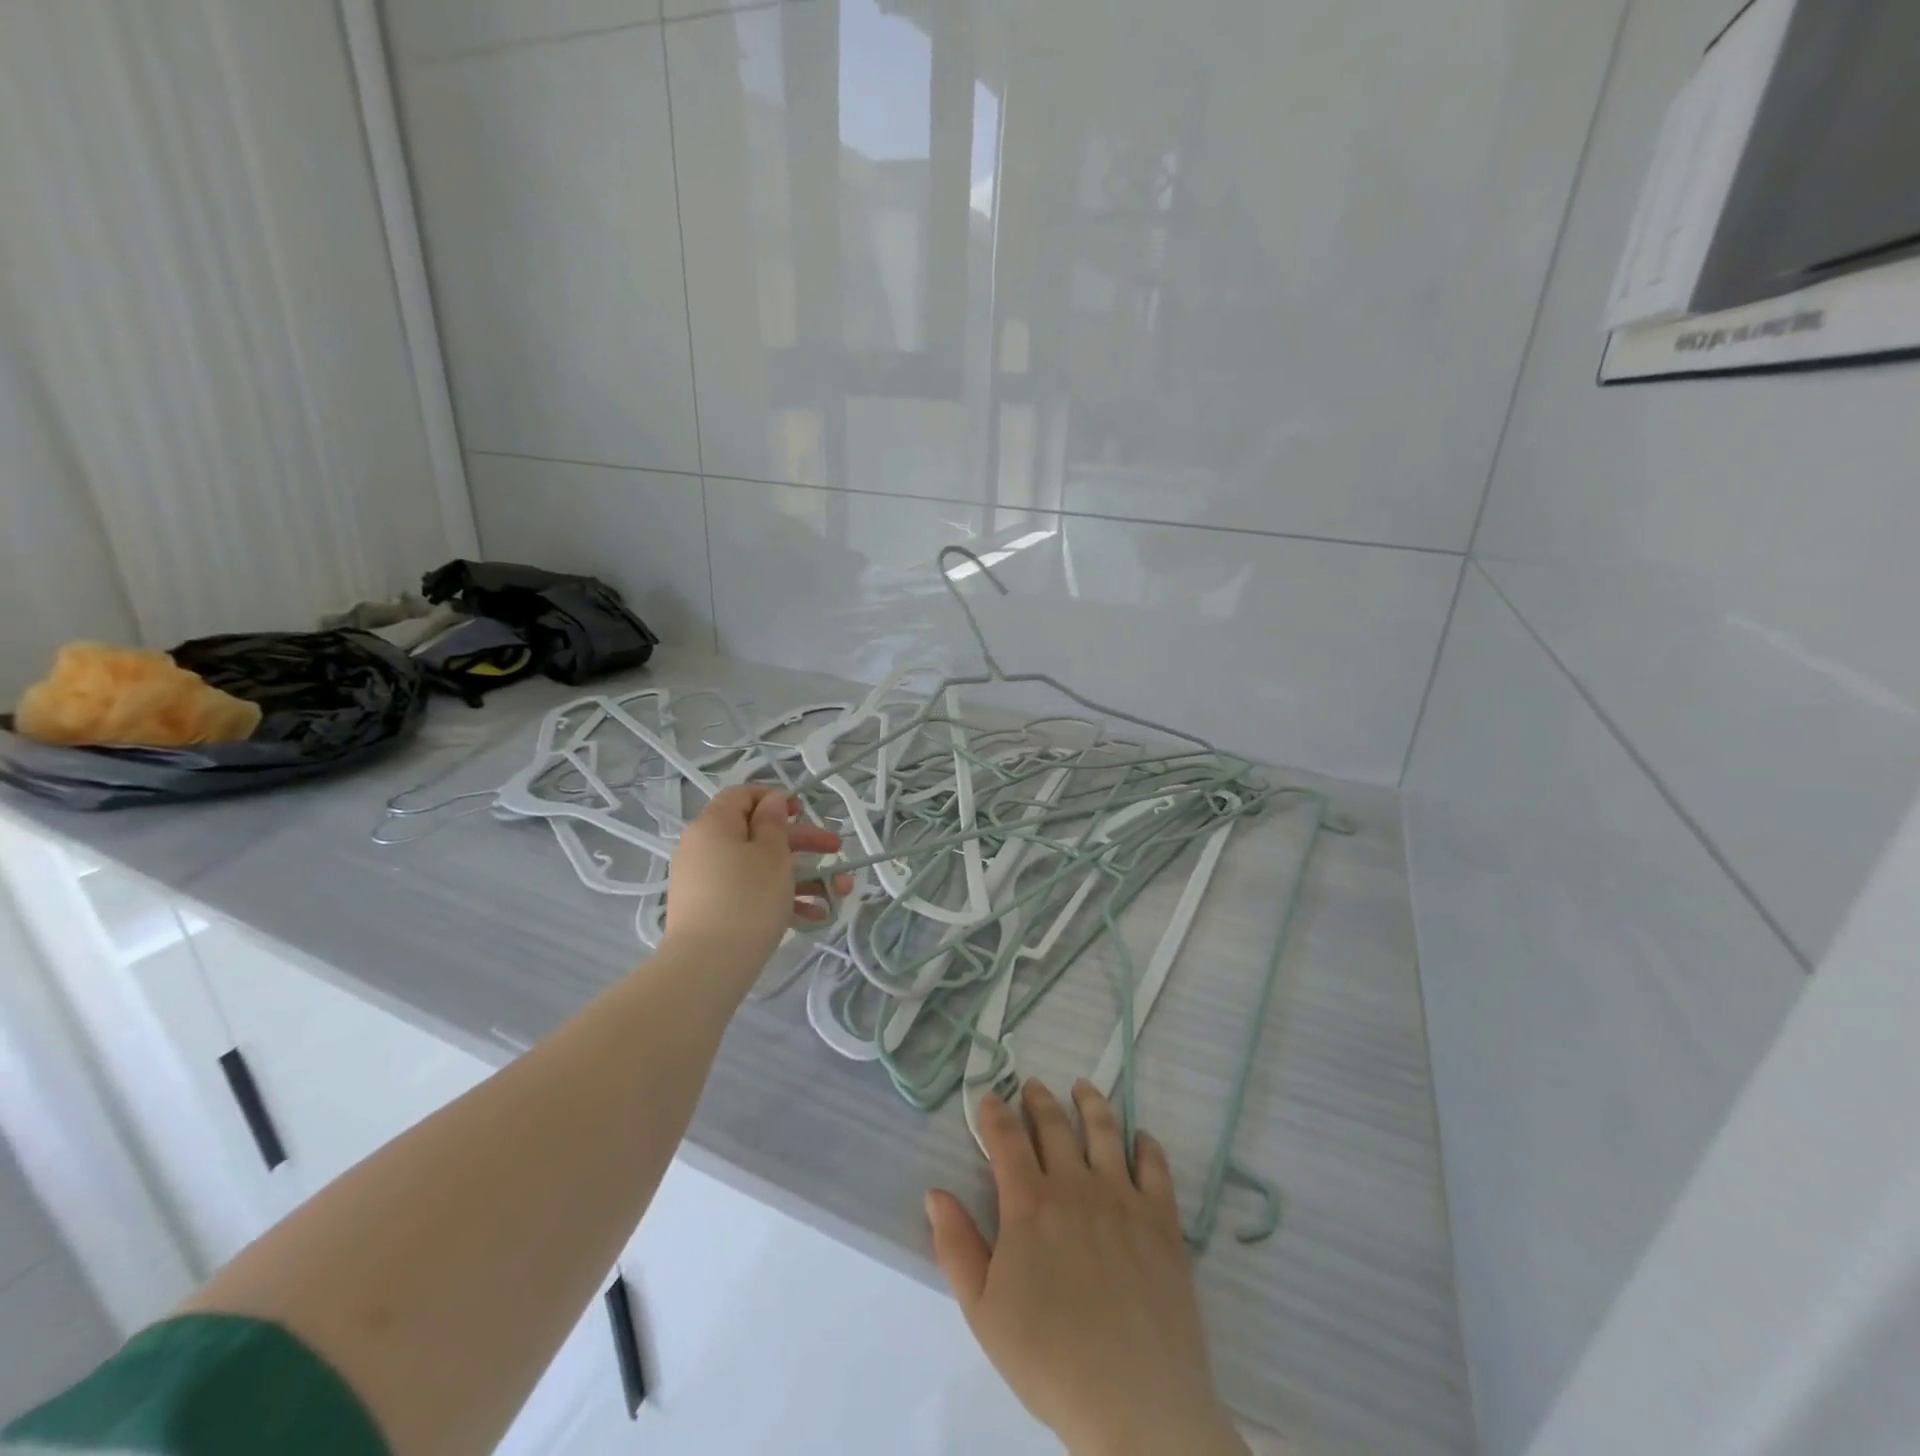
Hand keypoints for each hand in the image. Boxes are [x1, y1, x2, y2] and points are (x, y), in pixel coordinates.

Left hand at [662, 784, 845, 979]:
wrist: (707, 966)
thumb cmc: (747, 899)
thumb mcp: (772, 854)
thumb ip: (774, 822)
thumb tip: (770, 801)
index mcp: (714, 825)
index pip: (742, 795)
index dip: (774, 797)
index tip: (803, 810)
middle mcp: (705, 848)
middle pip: (758, 833)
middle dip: (803, 842)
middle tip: (836, 849)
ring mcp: (707, 881)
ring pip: (760, 867)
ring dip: (802, 876)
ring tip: (838, 893)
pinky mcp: (712, 910)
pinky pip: (750, 893)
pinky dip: (780, 898)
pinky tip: (814, 916)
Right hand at [927, 1081, 1245, 1455]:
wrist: (1136, 1403)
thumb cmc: (1049, 1359)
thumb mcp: (983, 1311)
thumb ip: (956, 1246)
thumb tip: (935, 1192)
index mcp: (1028, 1204)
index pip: (1006, 1139)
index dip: (995, 1113)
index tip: (989, 1096)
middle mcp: (1074, 1186)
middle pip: (1054, 1126)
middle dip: (1039, 1101)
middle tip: (1033, 1086)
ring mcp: (1122, 1198)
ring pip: (1104, 1131)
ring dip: (1090, 1103)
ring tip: (1083, 1087)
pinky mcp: (1161, 1219)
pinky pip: (1154, 1166)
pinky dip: (1145, 1144)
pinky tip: (1139, 1138)